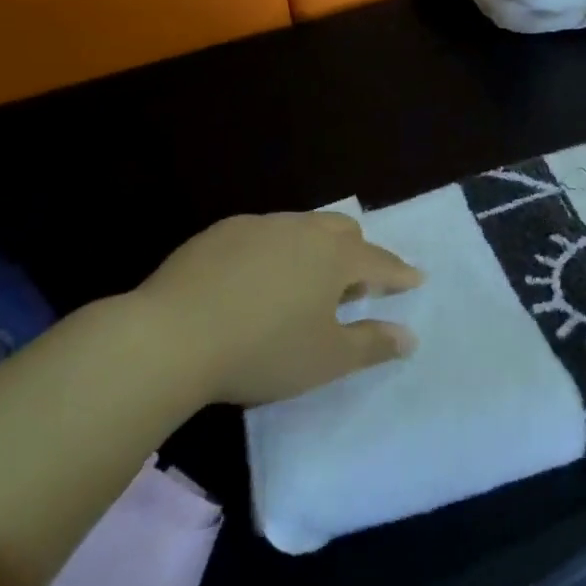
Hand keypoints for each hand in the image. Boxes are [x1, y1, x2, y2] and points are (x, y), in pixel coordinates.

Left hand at [129, 212, 421, 408]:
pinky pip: (261, 234)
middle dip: (357, 252)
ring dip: (313, 249)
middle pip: (343, 230)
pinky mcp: (219, 232)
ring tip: (302, 283)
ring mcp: (258, 226)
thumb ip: (373, 344)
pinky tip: (253, 280)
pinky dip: (272, 251)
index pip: (380, 262)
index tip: (415, 279)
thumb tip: (410, 337)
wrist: (170, 338)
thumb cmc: (262, 351)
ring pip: (300, 227)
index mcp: (335, 256)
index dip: (400, 274)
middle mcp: (302, 229)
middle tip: (353, 285)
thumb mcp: (326, 359)